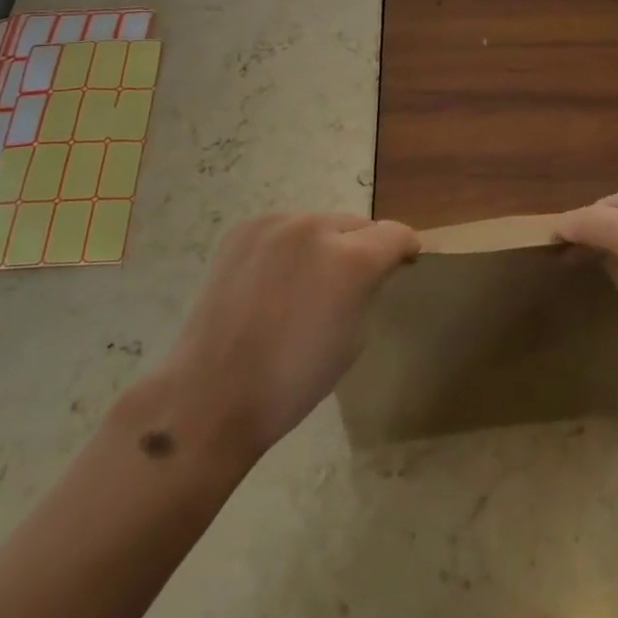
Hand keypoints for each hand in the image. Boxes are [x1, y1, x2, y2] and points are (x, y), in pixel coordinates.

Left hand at [160, 212, 418, 463]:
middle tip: (353, 281)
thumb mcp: (354, 337)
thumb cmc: (293, 380)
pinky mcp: (244, 230)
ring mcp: (275, 224)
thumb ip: (368, 289)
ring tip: (308, 282)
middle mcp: (315, 228)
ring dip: (325, 244)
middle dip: (364, 247)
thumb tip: (370, 270)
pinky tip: (275, 281)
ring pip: (319, 224)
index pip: (395, 234)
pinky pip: (284, 229)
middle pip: (358, 224)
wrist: (212, 393)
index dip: (405, 248)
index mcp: (351, 259)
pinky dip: (290, 248)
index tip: (405, 262)